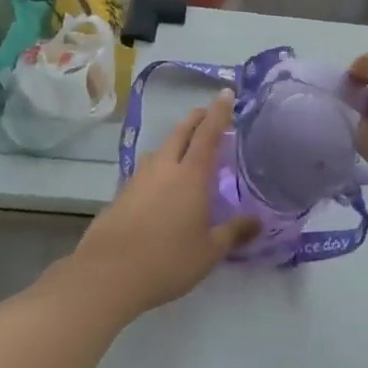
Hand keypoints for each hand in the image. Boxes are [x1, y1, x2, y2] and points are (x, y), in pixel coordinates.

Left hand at [69, 93, 259, 318]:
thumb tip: (258, 222)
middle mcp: (165, 167)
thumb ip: (234, 233)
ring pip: (160, 149)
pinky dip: (158, 167)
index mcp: (191, 175)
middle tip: (206, 113)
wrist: (109, 274)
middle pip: (181, 132)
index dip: (219, 112)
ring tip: (183, 148)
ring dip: (174, 141)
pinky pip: (145, 170)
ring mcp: (139, 179)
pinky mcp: (121, 194)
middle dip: (195, 119)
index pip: (208, 133)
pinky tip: (158, 184)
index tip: (226, 93)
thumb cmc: (168, 260)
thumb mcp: (209, 251)